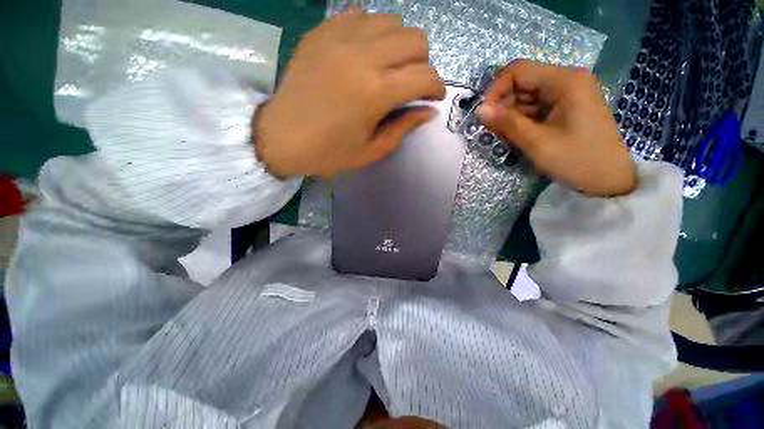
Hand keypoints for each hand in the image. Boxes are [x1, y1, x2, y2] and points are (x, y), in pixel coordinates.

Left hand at [254, 9, 444, 177]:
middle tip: (411, 84)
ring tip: (389, 67)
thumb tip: (427, 111)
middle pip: (414, 39)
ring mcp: (339, 38)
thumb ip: (402, 128)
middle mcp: (362, 56)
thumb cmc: (329, 152)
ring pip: (391, 21)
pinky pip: (360, 15)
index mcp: (375, 92)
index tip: (432, 98)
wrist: (281, 138)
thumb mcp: (371, 151)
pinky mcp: (322, 33)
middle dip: (422, 63)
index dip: (436, 88)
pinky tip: (365, 53)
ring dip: (399, 45)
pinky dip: (372, 32)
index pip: (425, 76)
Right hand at [476, 60, 636, 196]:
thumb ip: (506, 123)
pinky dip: (521, 121)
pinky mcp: (565, 108)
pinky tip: (517, 137)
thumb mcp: (537, 142)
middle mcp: (567, 81)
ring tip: (505, 137)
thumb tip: (478, 110)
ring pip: (526, 98)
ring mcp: (567, 95)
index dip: (496, 90)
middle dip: (503, 106)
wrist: (609, 180)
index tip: (484, 115)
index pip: (518, 71)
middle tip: (492, 131)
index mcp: (565, 81)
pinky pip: (535, 109)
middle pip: (522, 84)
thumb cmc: (577, 160)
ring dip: (510, 116)